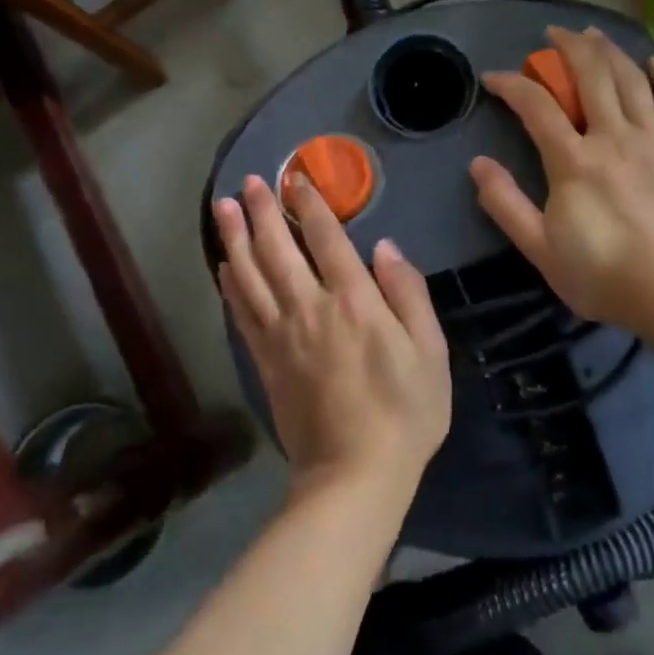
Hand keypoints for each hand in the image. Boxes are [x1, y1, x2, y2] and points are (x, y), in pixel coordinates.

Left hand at [214, 173, 450, 511]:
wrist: (354, 475)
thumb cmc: (405, 413)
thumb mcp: (430, 352)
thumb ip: (408, 294)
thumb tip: (385, 247)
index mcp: (354, 301)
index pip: (327, 239)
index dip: (310, 205)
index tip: (296, 179)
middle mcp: (310, 308)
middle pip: (278, 249)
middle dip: (262, 211)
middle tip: (248, 182)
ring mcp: (281, 335)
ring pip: (250, 275)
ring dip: (235, 238)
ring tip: (222, 208)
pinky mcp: (265, 361)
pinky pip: (241, 312)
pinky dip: (231, 285)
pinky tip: (224, 266)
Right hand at [472, 26, 653, 334]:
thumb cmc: (603, 276)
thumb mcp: (540, 249)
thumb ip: (506, 204)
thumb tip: (477, 165)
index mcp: (573, 161)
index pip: (536, 107)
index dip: (512, 85)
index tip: (494, 78)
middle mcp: (613, 137)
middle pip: (590, 76)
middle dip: (568, 48)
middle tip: (555, 34)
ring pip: (631, 80)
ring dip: (610, 51)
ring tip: (595, 34)